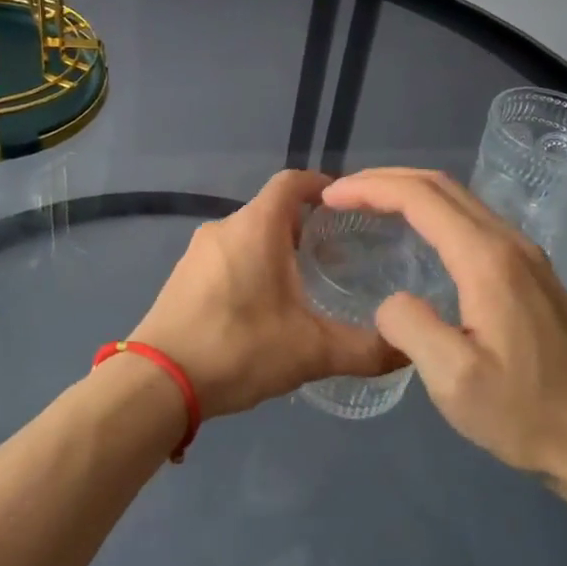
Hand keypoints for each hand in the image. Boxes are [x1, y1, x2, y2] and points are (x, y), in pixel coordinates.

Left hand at [130, 170, 405, 418]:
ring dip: (276, 250)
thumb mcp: (310, 352)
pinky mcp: (182, 276)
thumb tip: (409, 350)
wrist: (157, 382)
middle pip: (271, 211)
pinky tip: (263, 307)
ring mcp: (198, 252)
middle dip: (305, 227)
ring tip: (305, 284)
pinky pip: (226, 257)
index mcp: (256, 227)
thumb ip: (364, 350)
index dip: (322, 186)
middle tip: (337, 255)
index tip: (349, 206)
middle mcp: (224, 227)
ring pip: (247, 236)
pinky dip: (250, 267)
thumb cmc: (238, 349)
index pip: (292, 182)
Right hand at [320, 168, 566, 493]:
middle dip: (386, 179)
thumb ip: (410, 328)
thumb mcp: (455, 380)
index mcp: (487, 260)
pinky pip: (473, 220)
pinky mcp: (532, 272)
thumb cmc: (526, 413)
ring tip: (369, 205)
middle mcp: (509, 242)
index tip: (331, 196)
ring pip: (460, 199)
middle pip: (441, 186)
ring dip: (411, 192)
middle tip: (341, 193)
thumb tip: (391, 300)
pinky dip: (434, 211)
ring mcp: (526, 255)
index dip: (370, 188)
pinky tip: (417, 234)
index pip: (420, 198)